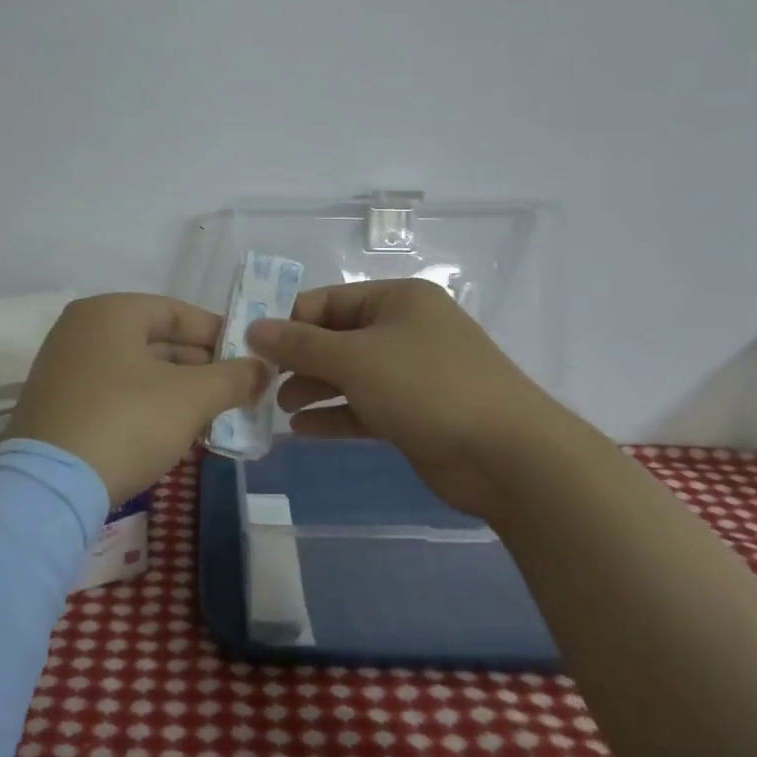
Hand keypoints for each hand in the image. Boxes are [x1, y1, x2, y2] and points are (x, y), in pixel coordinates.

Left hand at [10, 293, 268, 505]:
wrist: (49, 488)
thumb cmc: (126, 423)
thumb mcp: (191, 398)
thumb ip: (233, 377)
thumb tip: (262, 370)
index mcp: (109, 312)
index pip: (177, 312)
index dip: (219, 334)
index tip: (249, 359)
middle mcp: (81, 330)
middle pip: (156, 341)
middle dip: (200, 368)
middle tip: (236, 393)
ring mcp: (63, 368)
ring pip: (136, 371)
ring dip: (177, 391)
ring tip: (212, 417)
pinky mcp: (57, 406)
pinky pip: (114, 394)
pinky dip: (146, 407)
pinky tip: (173, 433)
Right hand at [245, 278, 567, 517]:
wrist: (507, 456)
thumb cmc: (427, 387)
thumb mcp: (356, 359)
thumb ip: (300, 344)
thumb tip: (253, 327)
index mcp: (396, 300)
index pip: (327, 301)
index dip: (287, 321)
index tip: (248, 346)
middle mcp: (403, 330)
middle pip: (335, 338)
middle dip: (297, 360)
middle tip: (258, 383)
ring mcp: (410, 373)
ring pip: (348, 375)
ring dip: (312, 389)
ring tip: (277, 408)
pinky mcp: (413, 413)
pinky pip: (363, 407)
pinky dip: (333, 416)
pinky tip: (301, 431)